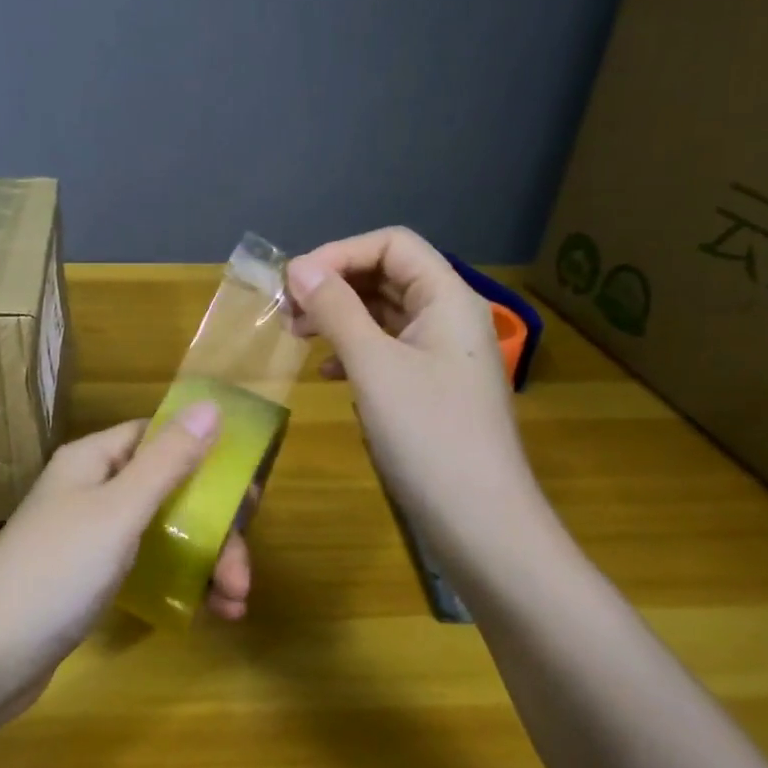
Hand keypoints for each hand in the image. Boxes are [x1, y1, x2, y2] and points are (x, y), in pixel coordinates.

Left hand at [0, 407, 252, 712]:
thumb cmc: (58, 571)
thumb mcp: (119, 511)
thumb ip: (167, 461)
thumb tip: (210, 405)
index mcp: (93, 459)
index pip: (157, 436)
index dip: (203, 454)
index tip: (246, 492)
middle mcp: (91, 488)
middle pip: (167, 489)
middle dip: (213, 527)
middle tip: (242, 573)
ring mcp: (90, 534)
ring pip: (162, 530)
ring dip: (204, 560)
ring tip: (235, 603)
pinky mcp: (90, 576)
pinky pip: (147, 564)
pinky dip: (179, 582)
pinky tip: (208, 612)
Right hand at [287, 228, 535, 549]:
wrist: (480, 523)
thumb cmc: (428, 434)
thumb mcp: (373, 365)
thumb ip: (336, 309)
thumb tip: (299, 267)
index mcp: (447, 299)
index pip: (392, 244)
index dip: (340, 253)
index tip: (294, 282)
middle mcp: (449, 318)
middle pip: (387, 275)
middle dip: (334, 285)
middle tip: (286, 310)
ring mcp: (441, 356)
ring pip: (383, 314)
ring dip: (338, 317)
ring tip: (296, 337)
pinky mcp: (431, 389)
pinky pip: (386, 350)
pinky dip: (353, 351)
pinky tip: (328, 374)